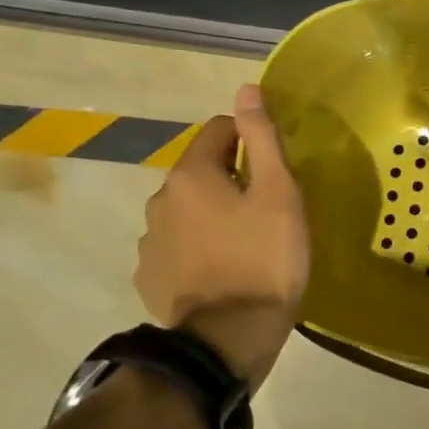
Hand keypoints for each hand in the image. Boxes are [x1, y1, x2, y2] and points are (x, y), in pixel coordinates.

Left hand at [134, 85, 309, 387]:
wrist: (229, 338)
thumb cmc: (265, 258)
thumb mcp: (279, 193)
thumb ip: (262, 138)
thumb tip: (246, 89)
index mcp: (192, 175)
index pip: (219, 130)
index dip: (250, 140)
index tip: (274, 169)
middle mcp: (160, 200)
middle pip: (201, 171)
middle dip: (231, 179)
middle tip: (267, 209)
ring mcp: (150, 242)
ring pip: (187, 209)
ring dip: (212, 214)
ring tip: (246, 243)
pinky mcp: (150, 277)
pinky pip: (177, 246)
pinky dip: (198, 247)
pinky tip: (222, 270)